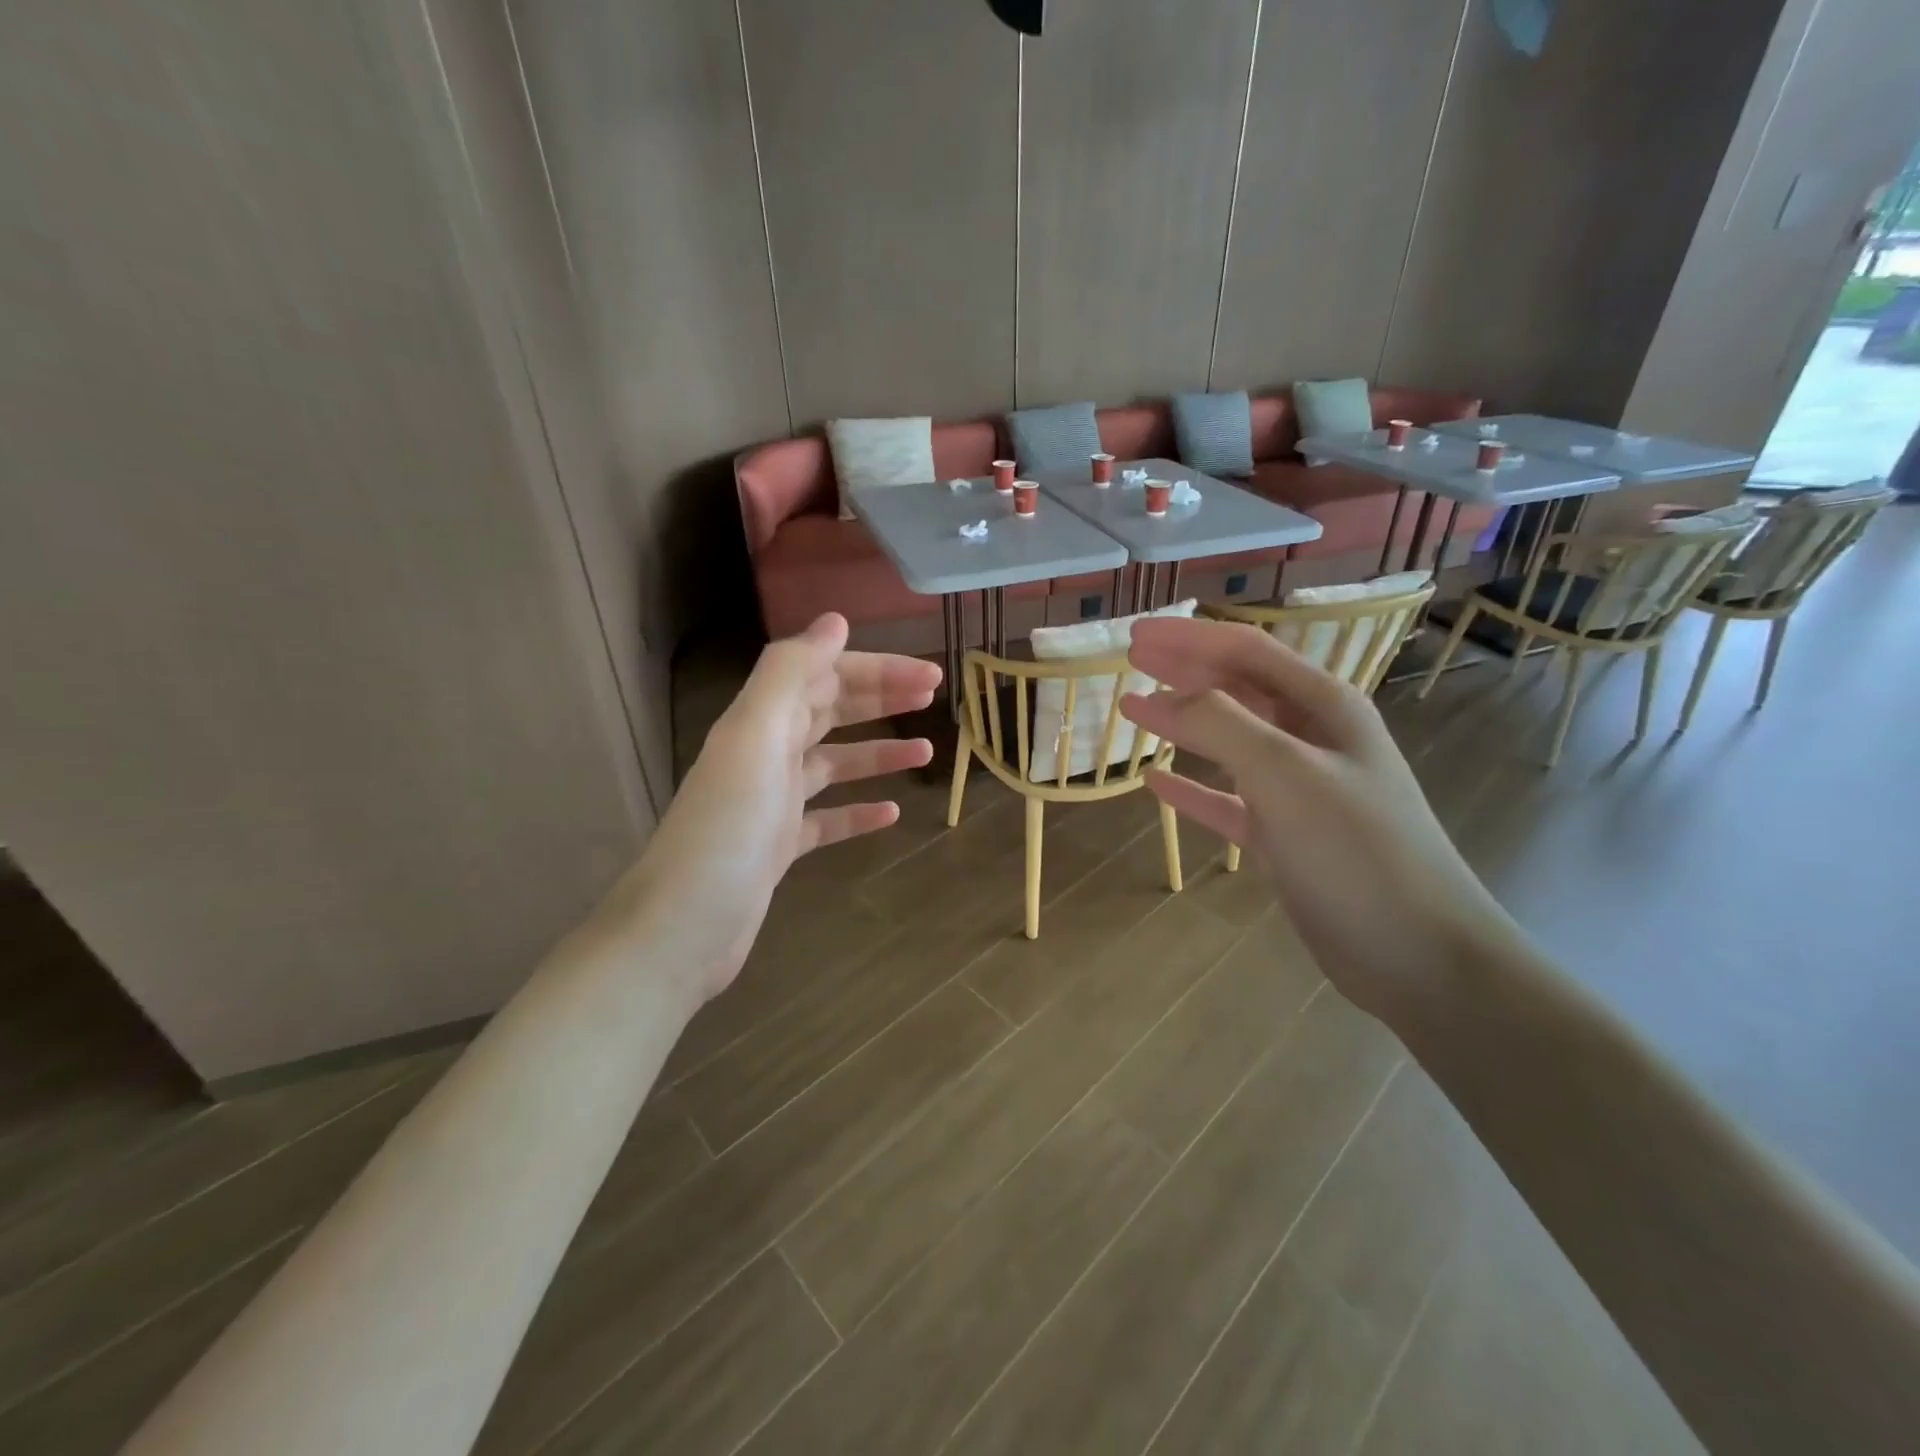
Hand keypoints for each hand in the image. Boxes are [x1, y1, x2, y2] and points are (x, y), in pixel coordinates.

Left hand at [614, 614, 938, 1002]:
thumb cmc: (727, 826)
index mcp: (761, 721)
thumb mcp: (755, 735)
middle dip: (881, 699)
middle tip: (933, 697)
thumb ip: (790, 672)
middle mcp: (766, 753)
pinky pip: (827, 819)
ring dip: (878, 754)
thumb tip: (835, 621)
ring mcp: (773, 803)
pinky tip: (890, 814)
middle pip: (831, 712)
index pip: (825, 676)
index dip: (876, 669)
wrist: (684, 925)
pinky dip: (858, 811)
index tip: (928, 675)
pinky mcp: (780, 847)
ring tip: (925, 753)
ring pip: (834, 764)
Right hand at [1119, 617, 1508, 1019]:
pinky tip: (1156, 784)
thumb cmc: (1356, 850)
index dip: (1189, 638)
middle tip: (1130, 660)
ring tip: (1136, 710)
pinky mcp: (1284, 837)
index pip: (1246, 652)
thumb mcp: (1285, 774)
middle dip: (1183, 670)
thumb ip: (1220, 724)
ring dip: (1183, 723)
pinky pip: (1226, 800)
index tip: (1135, 635)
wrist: (1418, 954)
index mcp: (1324, 707)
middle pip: (1237, 689)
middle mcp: (1312, 739)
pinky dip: (1192, 788)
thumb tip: (1161, 696)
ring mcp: (1298, 790)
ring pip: (1229, 741)